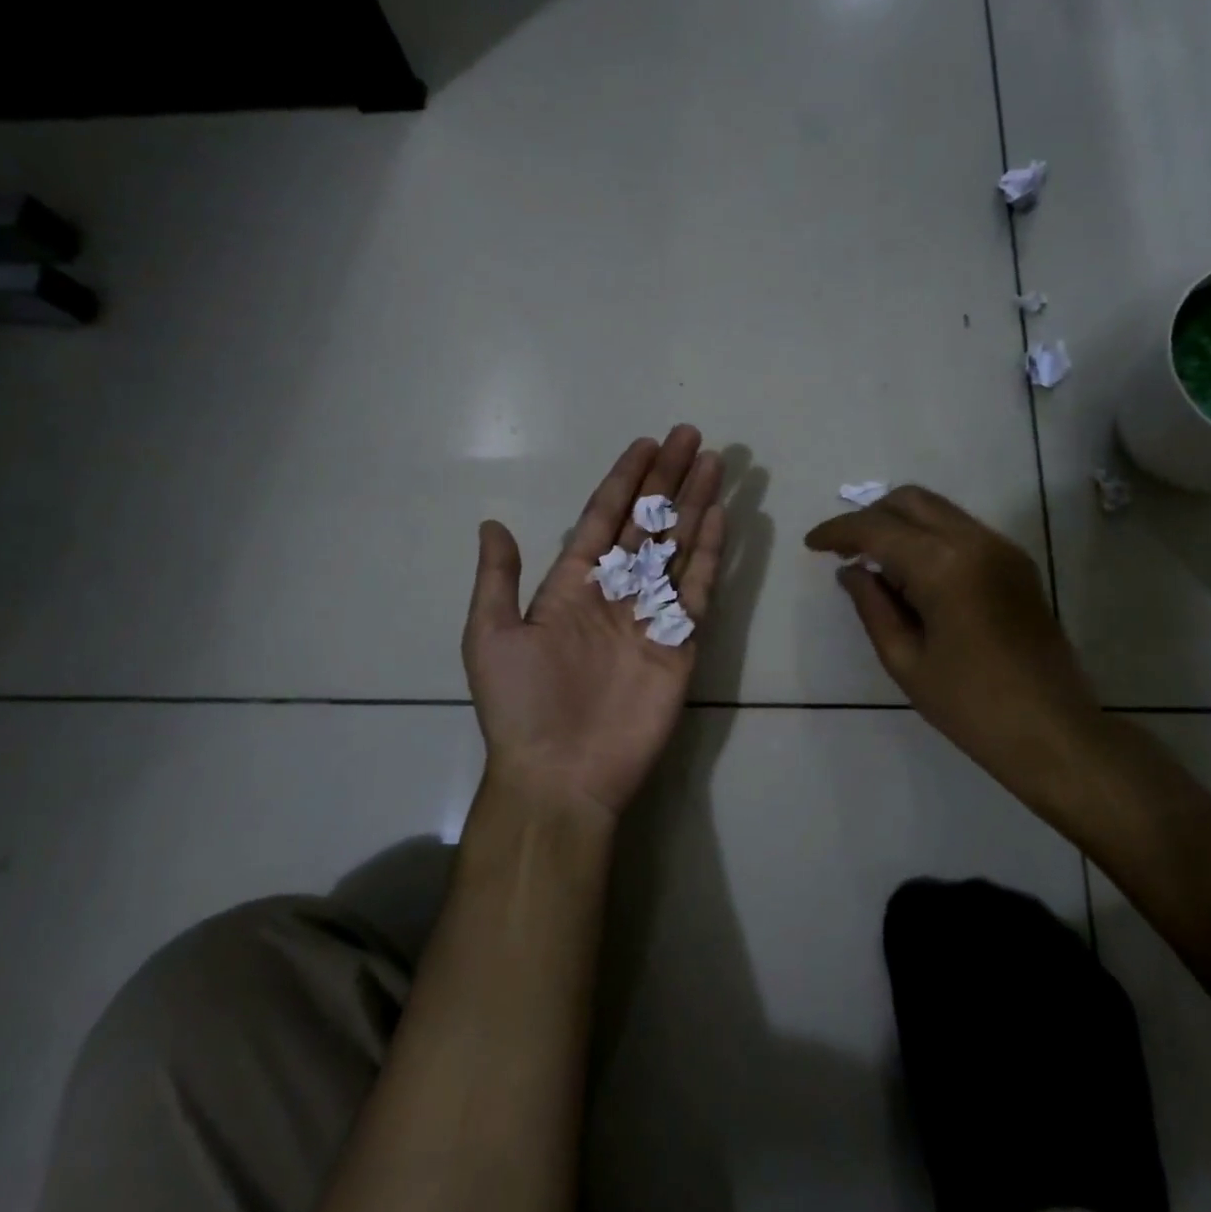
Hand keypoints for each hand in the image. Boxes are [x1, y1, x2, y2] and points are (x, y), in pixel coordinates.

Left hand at [463, 426, 726, 822]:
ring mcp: (651, 614)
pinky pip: (697, 588)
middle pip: (647, 523)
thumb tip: (492, 523)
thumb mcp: (491, 636)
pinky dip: (710, 552)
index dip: (625, 480)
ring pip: (676, 546)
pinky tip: (719, 517)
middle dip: (668, 480)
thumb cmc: (521, 706)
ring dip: (694, 504)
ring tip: (714, 463)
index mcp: (572, 584)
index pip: (604, 517)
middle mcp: (616, 590)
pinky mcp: (680, 641)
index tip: (647, 443)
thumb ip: (498, 578)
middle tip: (692, 437)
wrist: (560, 774)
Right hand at [804, 487, 1103, 802]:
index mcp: (943, 565)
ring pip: (938, 510)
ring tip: (873, 562)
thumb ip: (872, 606)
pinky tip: (912, 574)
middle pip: (910, 500)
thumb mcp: (905, 659)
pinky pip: (960, 530)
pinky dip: (927, 536)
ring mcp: (1002, 549)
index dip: (838, 531)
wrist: (1054, 732)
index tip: (811, 545)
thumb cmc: (970, 706)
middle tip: (843, 550)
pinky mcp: (1016, 563)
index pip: (877, 527)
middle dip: (869, 516)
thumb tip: (851, 571)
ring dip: (899, 524)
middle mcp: (975, 541)